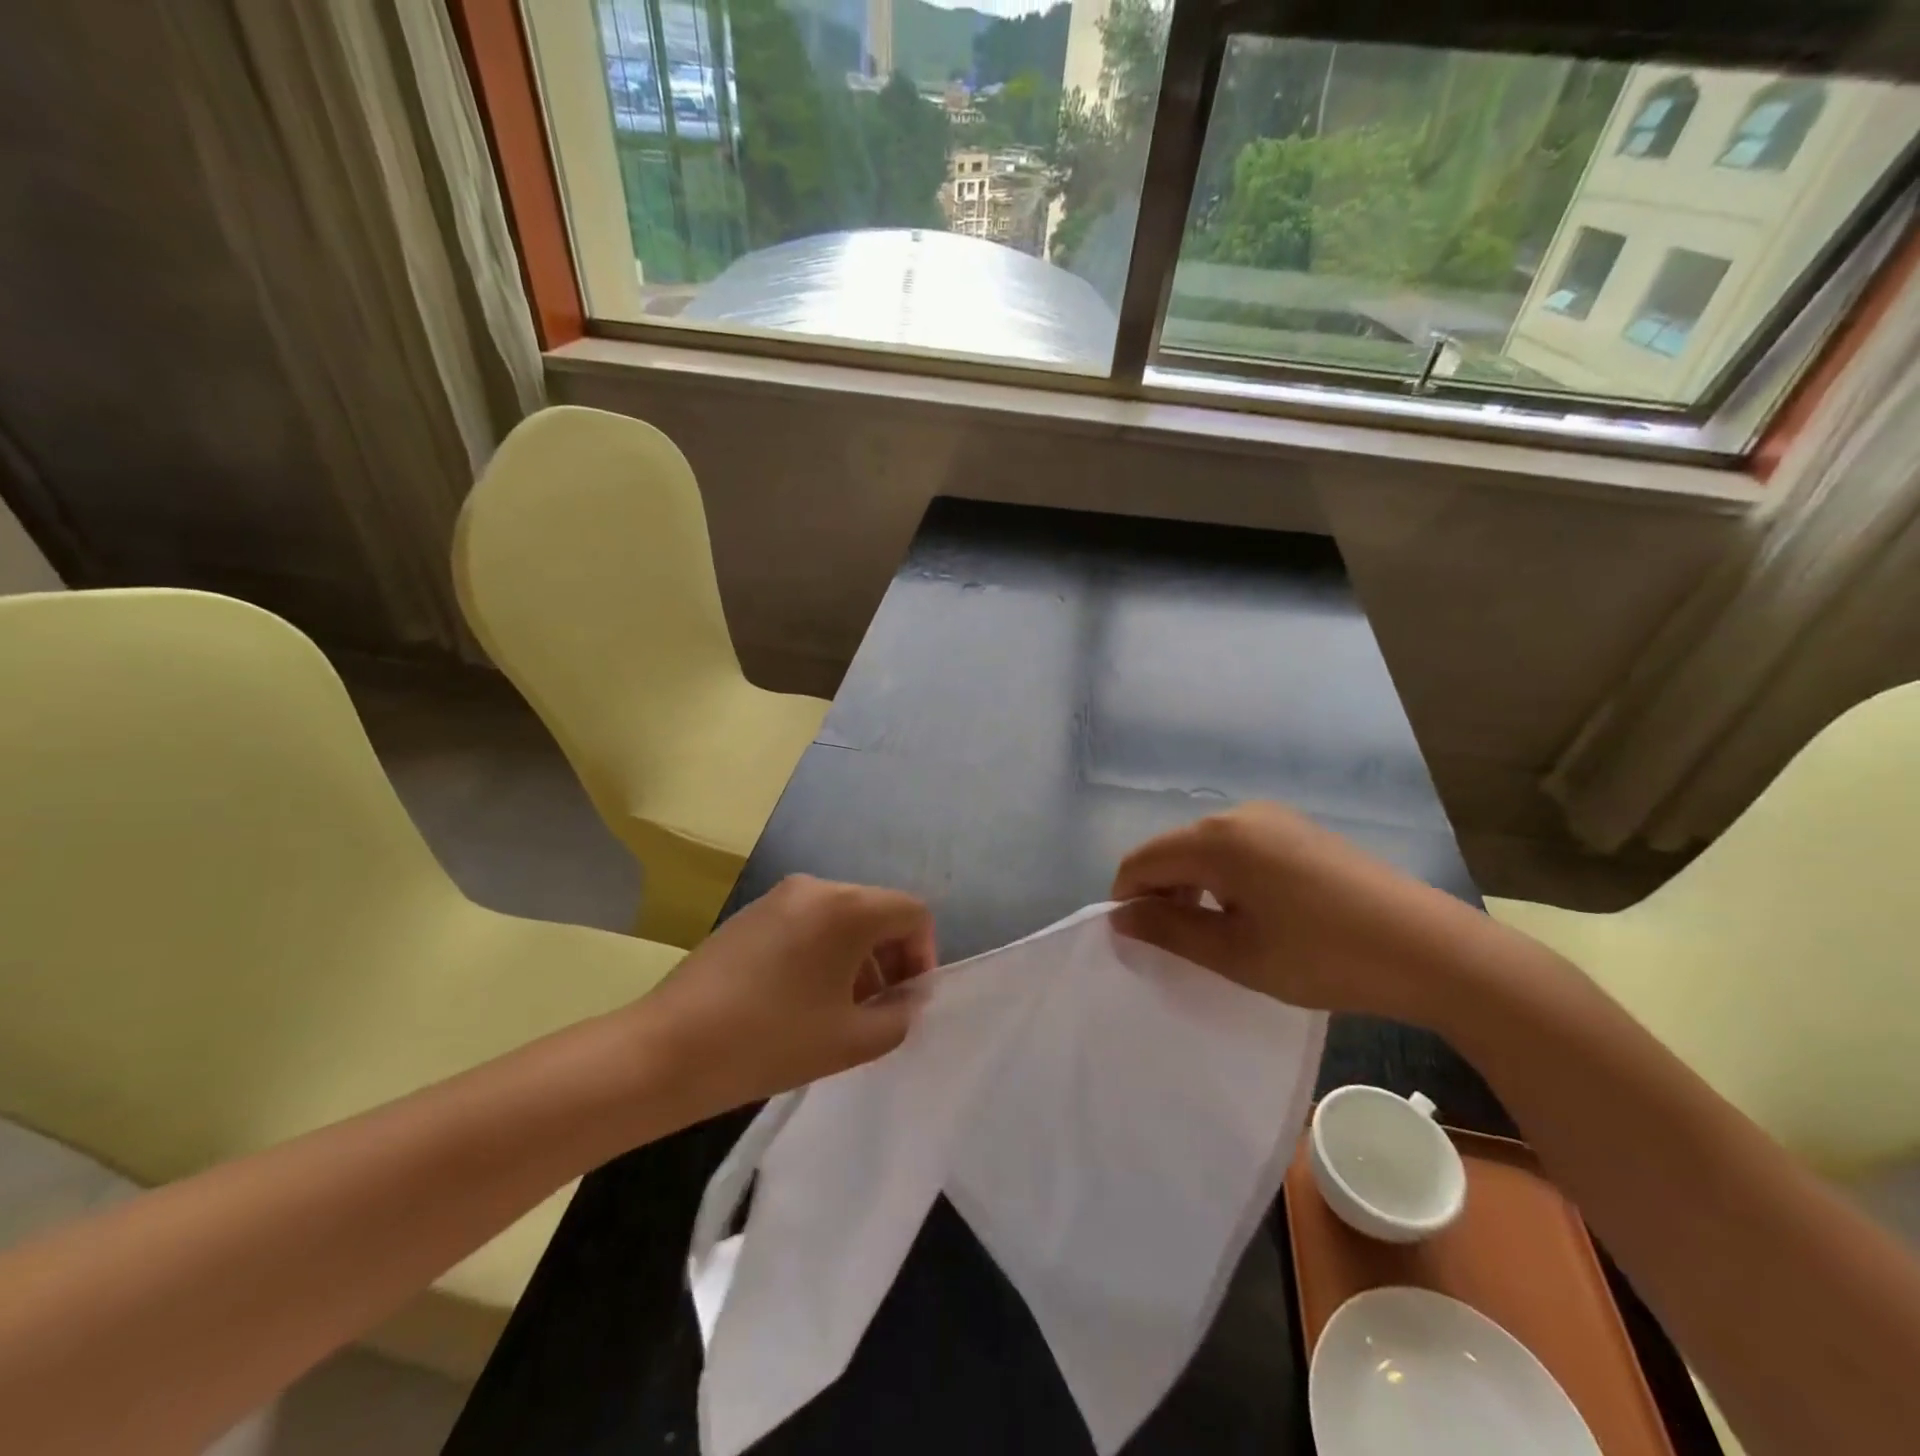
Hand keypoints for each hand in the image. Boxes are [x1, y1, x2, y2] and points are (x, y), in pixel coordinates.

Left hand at [636, 875, 936, 1113]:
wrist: (666, 1050)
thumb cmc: (769, 1042)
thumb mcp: (850, 1041)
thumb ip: (898, 1017)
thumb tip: (907, 1000)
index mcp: (847, 907)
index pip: (912, 913)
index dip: (923, 955)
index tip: (907, 1000)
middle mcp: (816, 887)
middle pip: (877, 911)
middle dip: (891, 959)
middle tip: (879, 1010)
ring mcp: (779, 896)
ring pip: (842, 917)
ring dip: (858, 958)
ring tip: (843, 1010)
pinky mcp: (751, 913)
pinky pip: (809, 922)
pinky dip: (824, 951)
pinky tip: (803, 998)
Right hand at [1111, 802, 1475, 1015]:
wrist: (1428, 949)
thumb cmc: (1320, 955)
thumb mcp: (1234, 952)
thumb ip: (1167, 930)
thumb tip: (1120, 917)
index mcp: (1215, 838)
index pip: (1142, 860)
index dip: (1125, 898)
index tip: (1131, 940)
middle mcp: (1238, 814)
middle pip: (1173, 849)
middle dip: (1159, 893)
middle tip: (1171, 945)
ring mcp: (1273, 818)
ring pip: (1206, 848)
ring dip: (1192, 886)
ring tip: (1210, 934)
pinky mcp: (1300, 830)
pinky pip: (1239, 847)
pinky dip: (1224, 878)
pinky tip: (1250, 914)